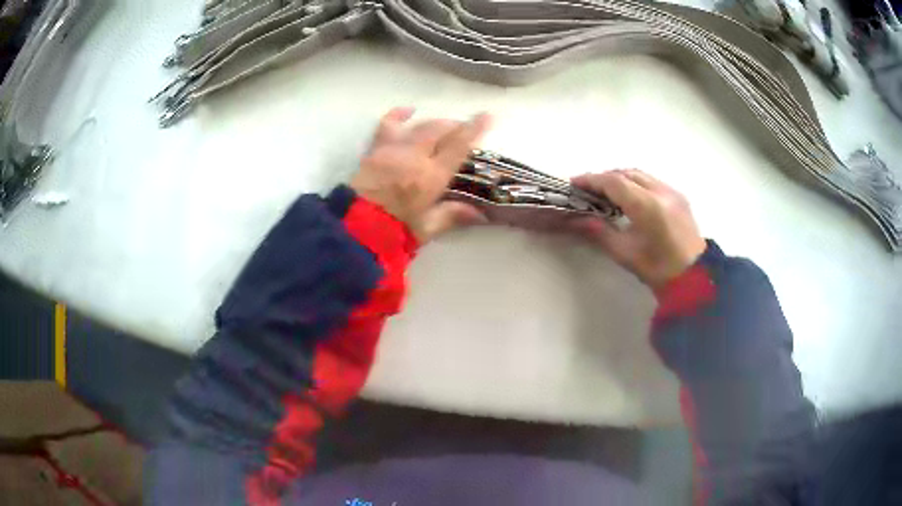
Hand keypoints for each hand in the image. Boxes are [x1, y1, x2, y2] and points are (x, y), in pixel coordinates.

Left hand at [351, 107, 491, 242]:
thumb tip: (480, 214)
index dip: (475, 129)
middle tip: (465, 129)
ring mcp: (392, 149)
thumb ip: (451, 215)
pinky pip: (388, 124)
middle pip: (440, 129)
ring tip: (444, 125)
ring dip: (435, 122)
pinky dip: (399, 115)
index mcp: (430, 176)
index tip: (488, 116)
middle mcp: (414, 156)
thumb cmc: (393, 233)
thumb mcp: (426, 228)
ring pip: (419, 125)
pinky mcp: (375, 149)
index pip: (458, 146)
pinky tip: (408, 110)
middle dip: (455, 125)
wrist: (353, 229)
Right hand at [568, 169, 705, 288]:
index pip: (614, 182)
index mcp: (647, 206)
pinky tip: (629, 198)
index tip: (574, 184)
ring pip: (640, 175)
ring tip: (606, 193)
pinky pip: (651, 181)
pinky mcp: (679, 196)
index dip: (591, 180)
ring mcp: (672, 191)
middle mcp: (661, 191)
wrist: (694, 278)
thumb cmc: (658, 270)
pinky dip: (635, 183)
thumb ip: (599, 231)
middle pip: (626, 173)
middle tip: (588, 190)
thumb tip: (574, 219)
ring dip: (620, 178)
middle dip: (604, 178)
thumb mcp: (625, 253)